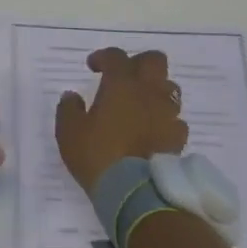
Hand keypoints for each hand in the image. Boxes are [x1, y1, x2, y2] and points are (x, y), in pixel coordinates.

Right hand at [54, 48, 188, 195]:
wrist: (134, 191)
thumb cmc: (97, 155)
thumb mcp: (69, 132)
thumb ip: (68, 108)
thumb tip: (72, 96)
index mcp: (121, 85)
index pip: (116, 56)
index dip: (103, 57)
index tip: (92, 67)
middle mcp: (148, 92)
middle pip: (154, 60)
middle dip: (139, 62)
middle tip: (124, 76)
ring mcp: (167, 114)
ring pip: (169, 87)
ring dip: (155, 90)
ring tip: (140, 103)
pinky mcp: (178, 137)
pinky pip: (176, 119)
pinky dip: (165, 119)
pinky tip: (153, 130)